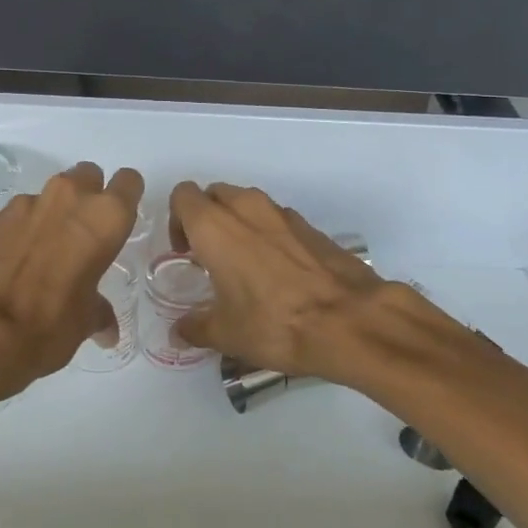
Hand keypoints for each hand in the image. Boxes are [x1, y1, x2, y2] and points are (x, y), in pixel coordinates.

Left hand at [0, 162, 143, 394]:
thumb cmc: (50, 322)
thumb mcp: (85, 322)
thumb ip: (99, 312)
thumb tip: (106, 329)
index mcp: (105, 217)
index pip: (129, 182)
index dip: (125, 198)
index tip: (118, 222)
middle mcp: (71, 198)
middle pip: (88, 175)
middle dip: (88, 196)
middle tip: (83, 232)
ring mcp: (29, 202)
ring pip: (52, 193)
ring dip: (54, 212)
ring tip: (47, 250)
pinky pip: (21, 212)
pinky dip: (23, 228)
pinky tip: (16, 259)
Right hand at [167, 181, 387, 380]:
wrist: (350, 320)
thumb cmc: (275, 323)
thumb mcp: (226, 334)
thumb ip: (196, 327)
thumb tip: (180, 330)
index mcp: (216, 226)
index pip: (183, 196)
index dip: (177, 220)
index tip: (185, 253)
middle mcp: (247, 208)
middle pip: (215, 194)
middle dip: (206, 217)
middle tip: (209, 256)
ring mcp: (283, 214)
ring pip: (247, 203)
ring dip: (238, 223)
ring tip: (243, 264)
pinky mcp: (311, 226)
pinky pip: (276, 219)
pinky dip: (268, 234)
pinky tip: (277, 272)